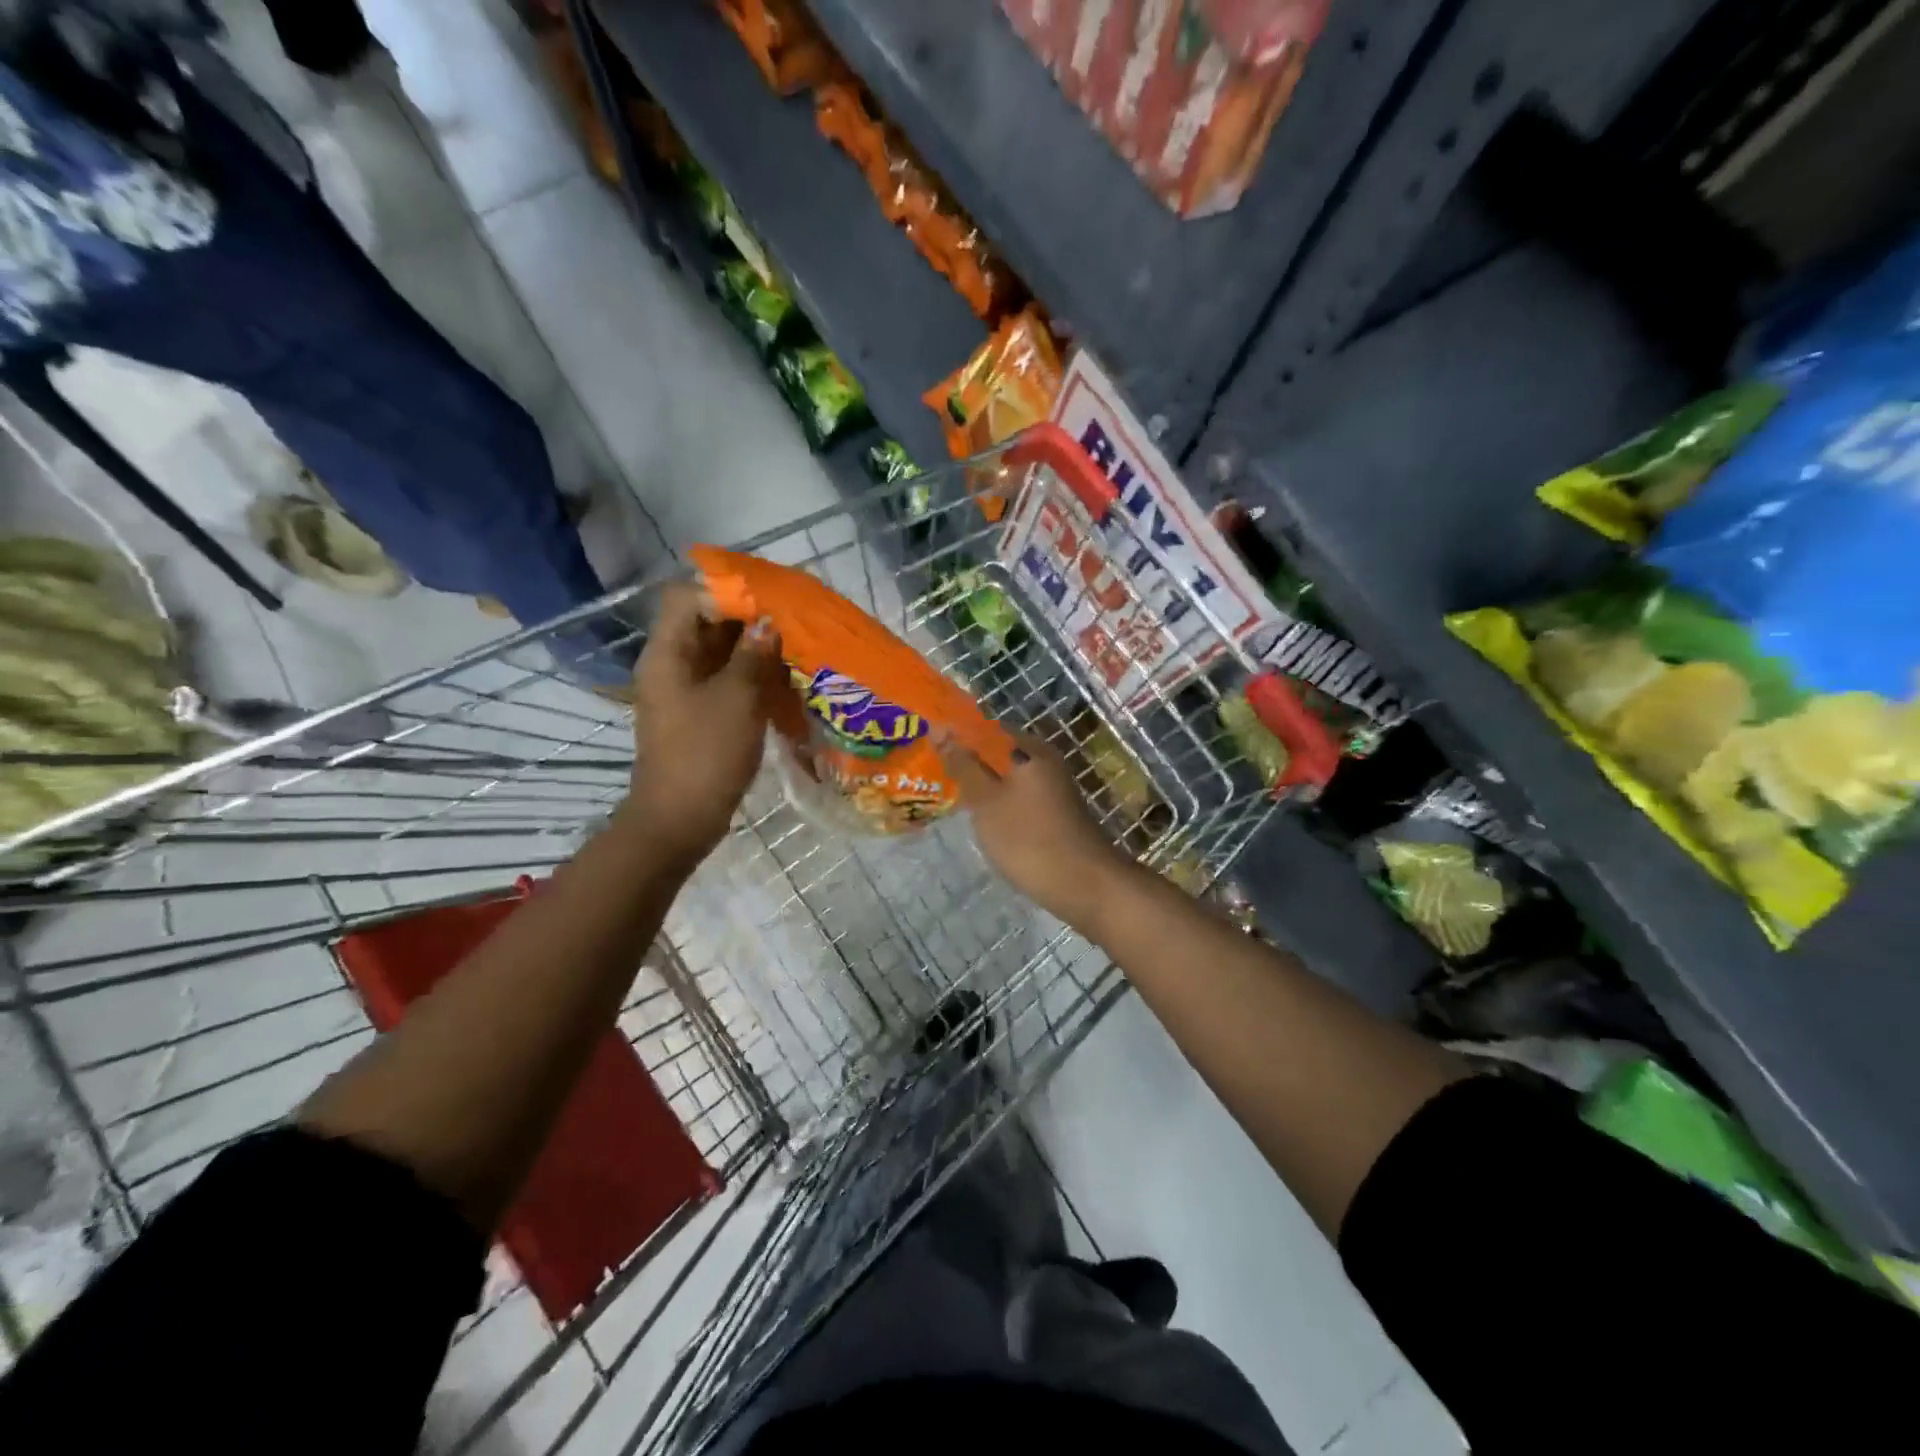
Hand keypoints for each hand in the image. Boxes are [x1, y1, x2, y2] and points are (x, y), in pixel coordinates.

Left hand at [626, 581, 781, 865]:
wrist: (680, 819)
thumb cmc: (706, 753)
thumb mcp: (737, 698)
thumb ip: (753, 655)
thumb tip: (768, 623)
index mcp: (668, 653)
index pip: (687, 596)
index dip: (724, 591)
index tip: (767, 601)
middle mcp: (671, 664)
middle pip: (705, 623)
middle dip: (747, 620)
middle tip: (791, 623)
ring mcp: (684, 691)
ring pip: (719, 654)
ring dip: (753, 649)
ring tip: (794, 650)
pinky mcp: (698, 715)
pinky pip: (725, 681)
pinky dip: (750, 676)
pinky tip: (783, 682)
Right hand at [938, 730, 1130, 928]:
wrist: (1084, 886)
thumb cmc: (1029, 839)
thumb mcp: (986, 800)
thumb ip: (963, 764)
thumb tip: (940, 729)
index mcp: (1029, 748)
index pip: (984, 728)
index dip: (955, 737)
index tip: (927, 752)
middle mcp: (1044, 760)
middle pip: (995, 753)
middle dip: (966, 764)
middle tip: (932, 778)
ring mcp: (1051, 787)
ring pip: (1005, 778)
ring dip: (980, 786)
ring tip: (949, 799)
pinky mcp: (1053, 812)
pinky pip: (1016, 798)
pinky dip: (997, 805)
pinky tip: (979, 821)